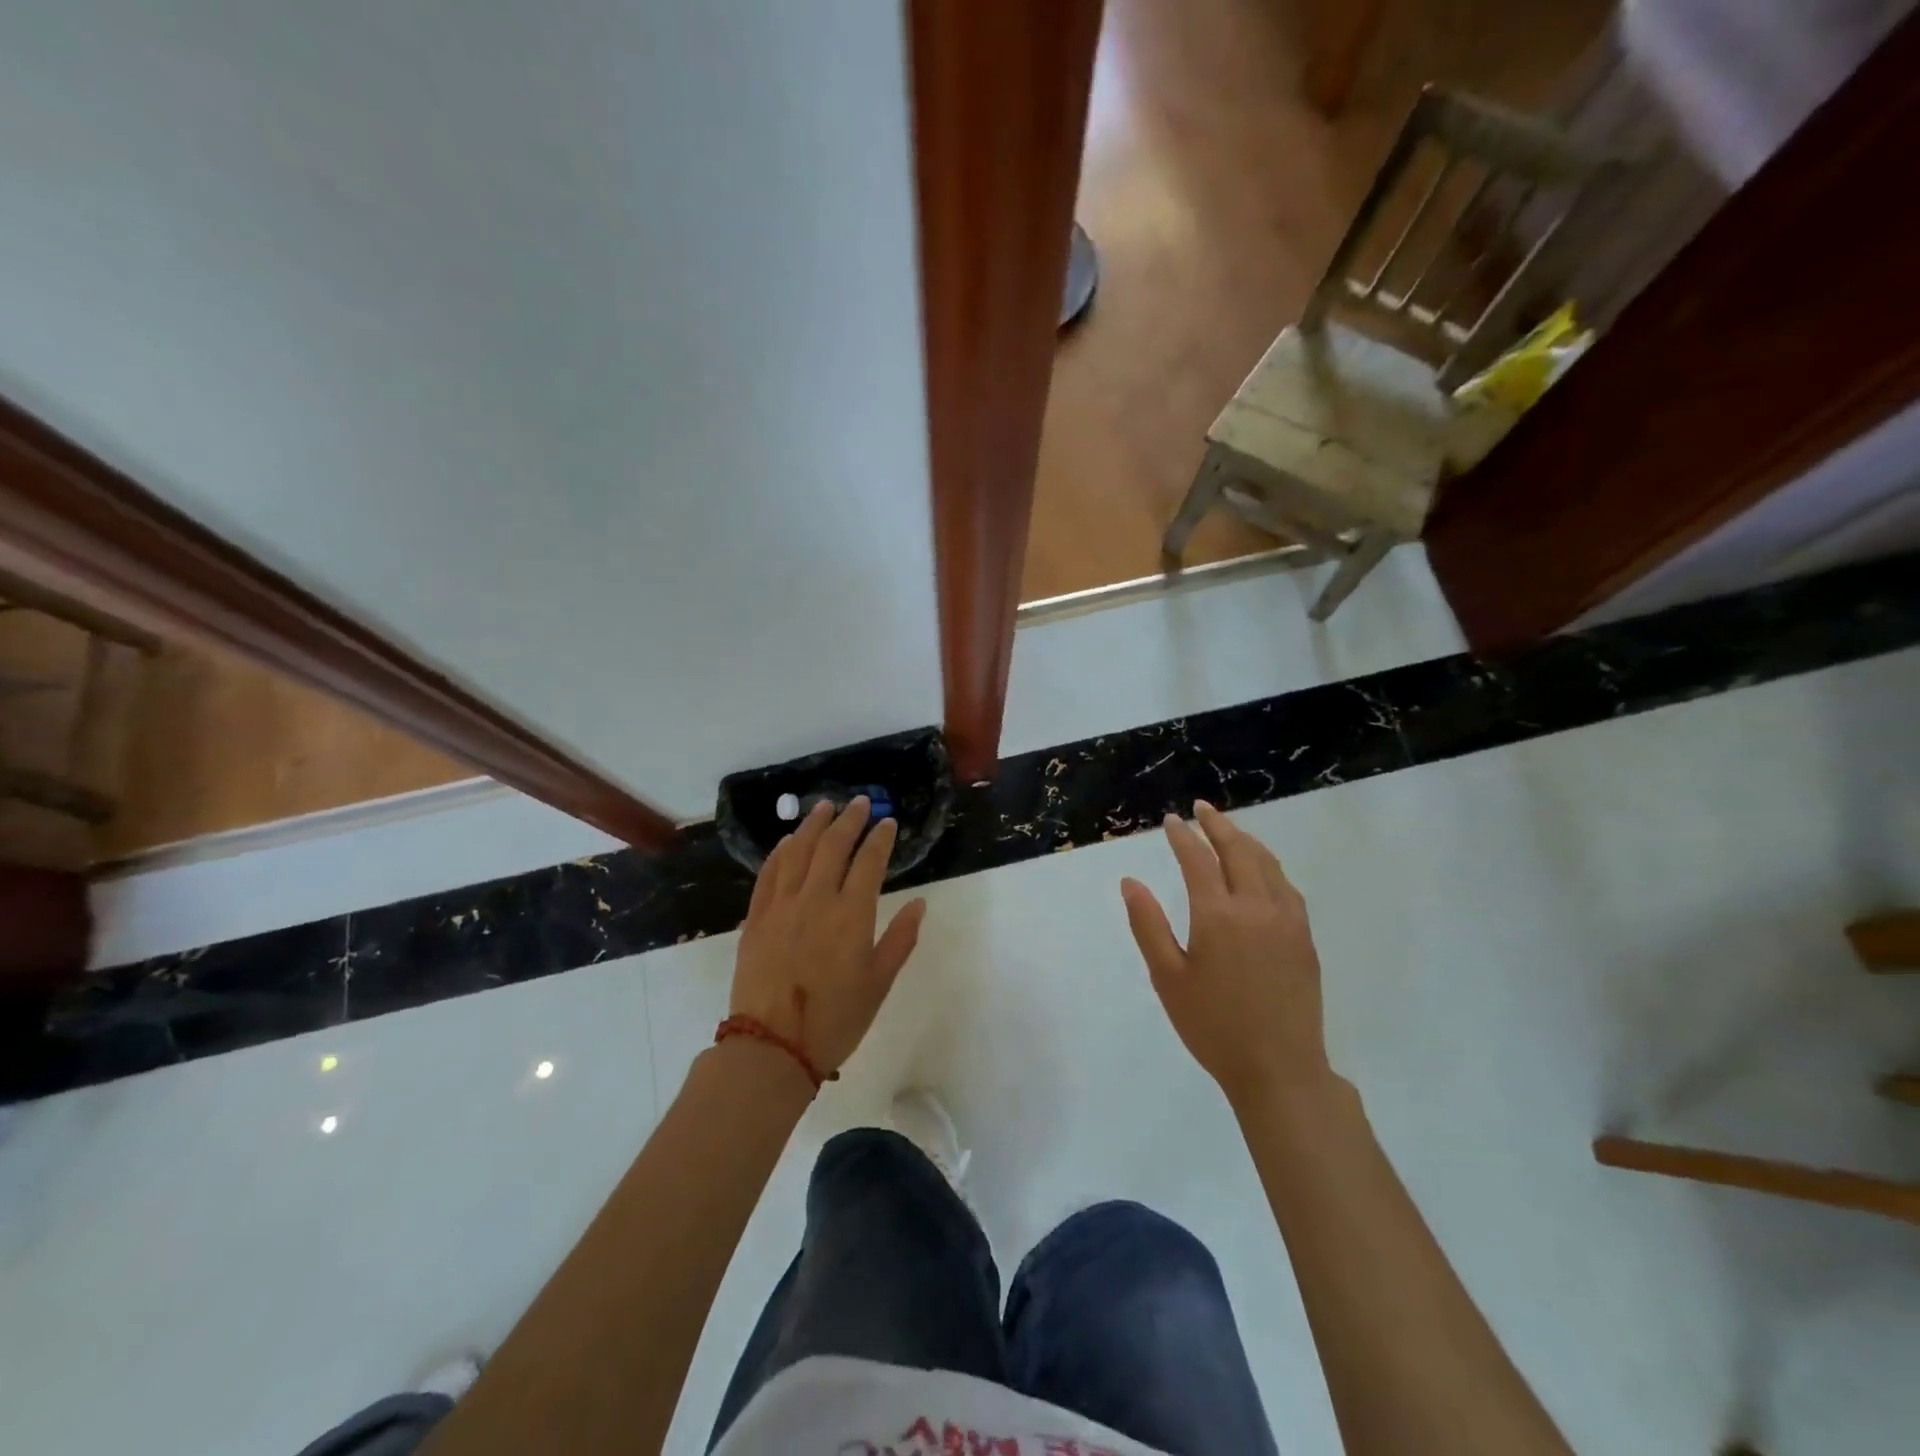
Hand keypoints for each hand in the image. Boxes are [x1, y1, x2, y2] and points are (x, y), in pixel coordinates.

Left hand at [730, 797, 926, 1076]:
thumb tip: (920, 903)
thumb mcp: (879, 983)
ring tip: (824, 806)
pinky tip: (787, 842)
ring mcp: (782, 906)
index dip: (880, 838)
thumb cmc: (835, 1020)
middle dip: (849, 820)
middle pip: (833, 846)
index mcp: (851, 914)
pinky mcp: (756, 919)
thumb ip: (900, 939)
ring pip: (798, 851)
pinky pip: (768, 874)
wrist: (772, 1048)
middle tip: (859, 802)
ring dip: (812, 825)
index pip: (869, 862)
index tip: (888, 823)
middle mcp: (816, 899)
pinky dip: (779, 852)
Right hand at [1121, 800, 1331, 1108]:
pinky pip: (1286, 886)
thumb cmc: (1213, 1026)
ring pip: (1267, 863)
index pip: (1198, 860)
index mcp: (1218, 915)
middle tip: (1201, 808)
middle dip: (1217, 825)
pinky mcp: (1304, 937)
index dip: (1183, 836)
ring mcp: (1287, 920)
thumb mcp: (1167, 977)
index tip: (1171, 820)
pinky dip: (1269, 865)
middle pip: (1238, 850)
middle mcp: (1256, 907)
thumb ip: (1147, 924)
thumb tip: (1130, 881)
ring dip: (1246, 840)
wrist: (1279, 1069)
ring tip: (1228, 829)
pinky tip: (1262, 869)